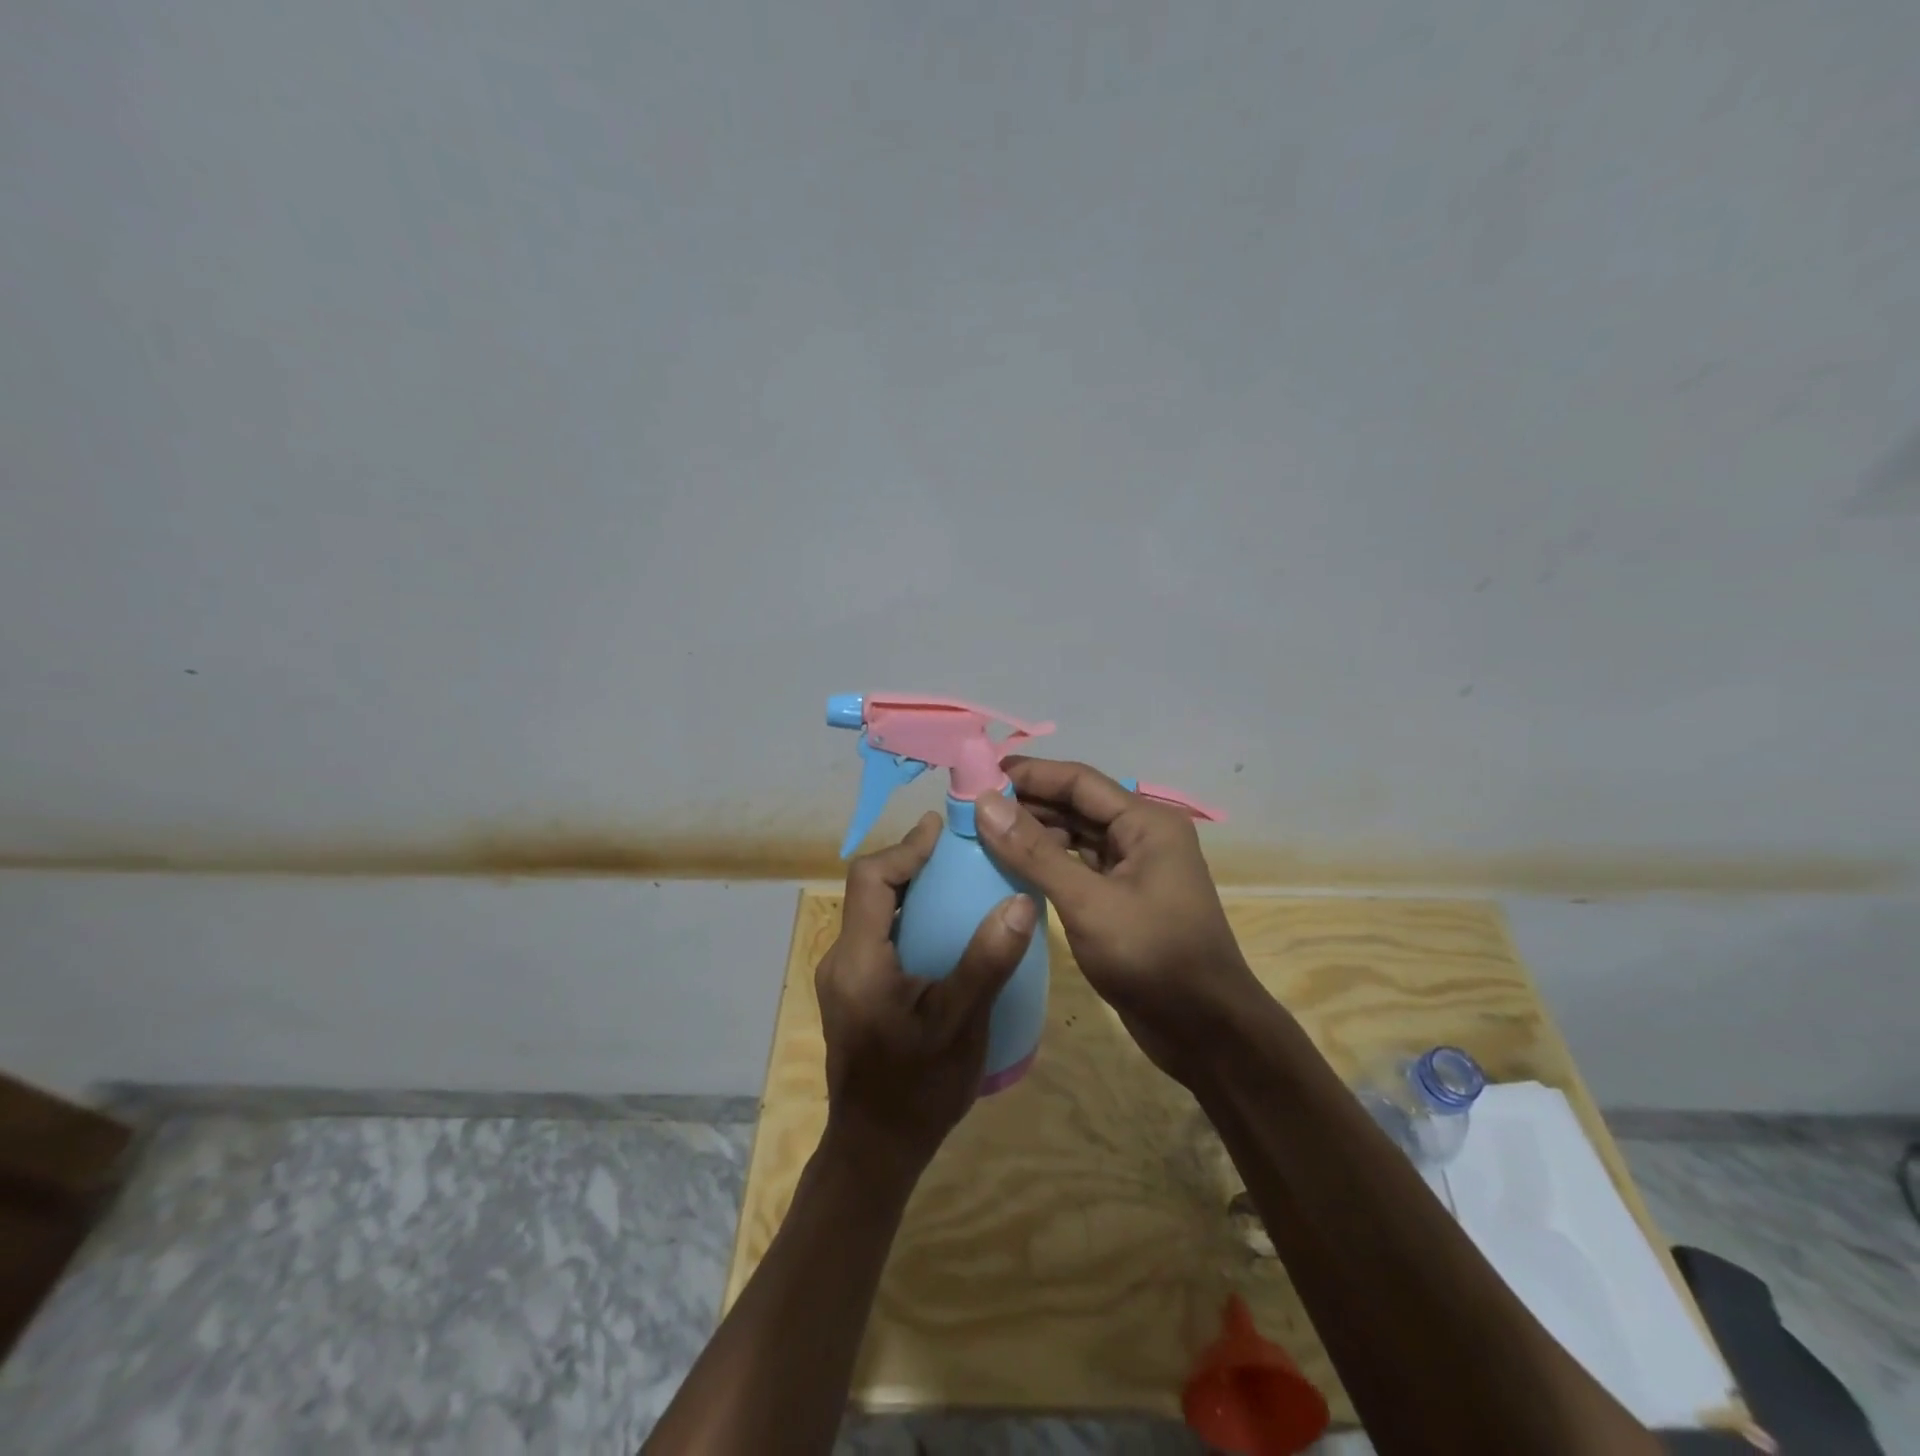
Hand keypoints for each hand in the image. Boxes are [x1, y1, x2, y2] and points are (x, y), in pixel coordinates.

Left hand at [816, 812, 1039, 1176]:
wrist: (876, 1151)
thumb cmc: (918, 1088)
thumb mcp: (960, 1024)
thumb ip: (987, 961)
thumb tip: (1020, 901)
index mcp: (858, 959)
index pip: (870, 879)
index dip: (906, 848)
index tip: (943, 831)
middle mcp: (841, 959)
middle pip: (868, 890)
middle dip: (909, 864)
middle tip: (957, 853)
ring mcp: (843, 977)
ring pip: (871, 913)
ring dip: (908, 890)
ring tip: (955, 882)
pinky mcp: (853, 992)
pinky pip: (876, 936)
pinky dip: (905, 918)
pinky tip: (941, 932)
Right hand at [972, 758, 1260, 1083]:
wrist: (1205, 1032)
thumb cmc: (1152, 957)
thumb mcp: (1088, 902)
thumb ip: (1034, 852)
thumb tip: (985, 802)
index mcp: (1146, 822)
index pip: (1078, 781)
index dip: (1028, 774)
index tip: (978, 774)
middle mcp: (1142, 836)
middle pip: (1076, 806)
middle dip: (1027, 804)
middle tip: (970, 806)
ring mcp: (1134, 869)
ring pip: (1075, 837)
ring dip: (1034, 834)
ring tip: (981, 834)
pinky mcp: (1123, 899)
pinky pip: (1078, 867)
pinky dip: (1047, 864)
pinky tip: (1011, 868)